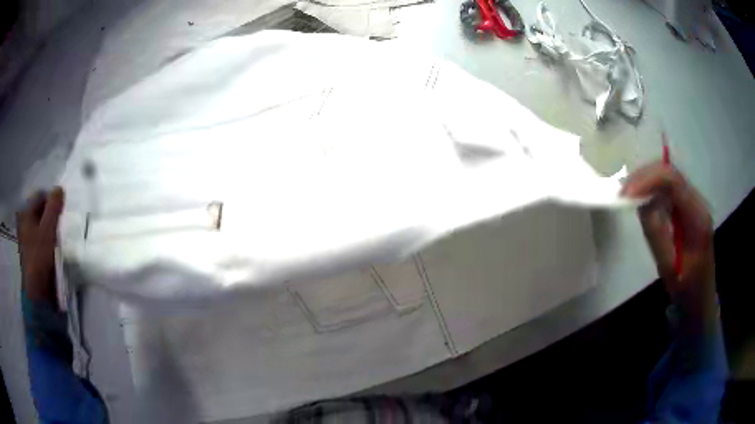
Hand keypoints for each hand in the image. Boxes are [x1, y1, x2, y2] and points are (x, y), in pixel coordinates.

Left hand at [16, 187, 64, 303]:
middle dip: (50, 214)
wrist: (36, 293)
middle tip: (60, 224)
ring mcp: (26, 238)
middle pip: (39, 210)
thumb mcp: (48, 229)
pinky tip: (52, 248)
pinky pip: (40, 237)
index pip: (40, 195)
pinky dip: (46, 239)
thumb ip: (54, 206)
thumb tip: (60, 188)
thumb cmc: (39, 256)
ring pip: (40, 224)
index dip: (52, 200)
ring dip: (49, 227)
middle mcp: (23, 221)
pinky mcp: (31, 253)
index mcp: (25, 212)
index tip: (61, 212)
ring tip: (57, 237)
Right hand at [622, 163, 715, 318]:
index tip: (625, 194)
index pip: (673, 182)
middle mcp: (698, 202)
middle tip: (622, 192)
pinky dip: (652, 190)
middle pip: (670, 173)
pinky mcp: (689, 208)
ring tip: (627, 194)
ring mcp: (695, 203)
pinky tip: (641, 199)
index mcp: (698, 216)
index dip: (648, 181)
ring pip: (669, 178)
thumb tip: (641, 204)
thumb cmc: (686, 289)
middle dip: (644, 177)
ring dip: (647, 181)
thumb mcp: (669, 268)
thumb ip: (657, 234)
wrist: (700, 300)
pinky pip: (669, 189)